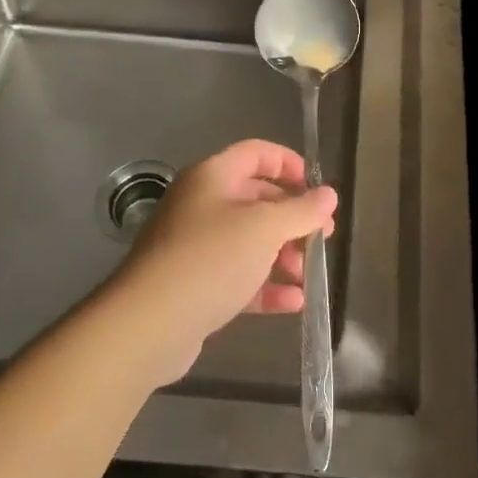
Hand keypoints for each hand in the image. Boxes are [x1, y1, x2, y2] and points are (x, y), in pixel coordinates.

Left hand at [111, 140, 335, 385]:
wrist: (148, 324)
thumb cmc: (211, 259)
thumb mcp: (264, 228)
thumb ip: (301, 210)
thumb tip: (329, 195)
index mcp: (212, 177)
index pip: (256, 153)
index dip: (289, 164)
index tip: (317, 188)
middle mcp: (201, 204)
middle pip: (256, 199)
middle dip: (292, 218)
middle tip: (323, 237)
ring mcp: (195, 247)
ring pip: (249, 241)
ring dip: (283, 255)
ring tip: (309, 275)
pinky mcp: (194, 286)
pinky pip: (237, 277)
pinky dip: (265, 286)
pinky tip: (293, 302)